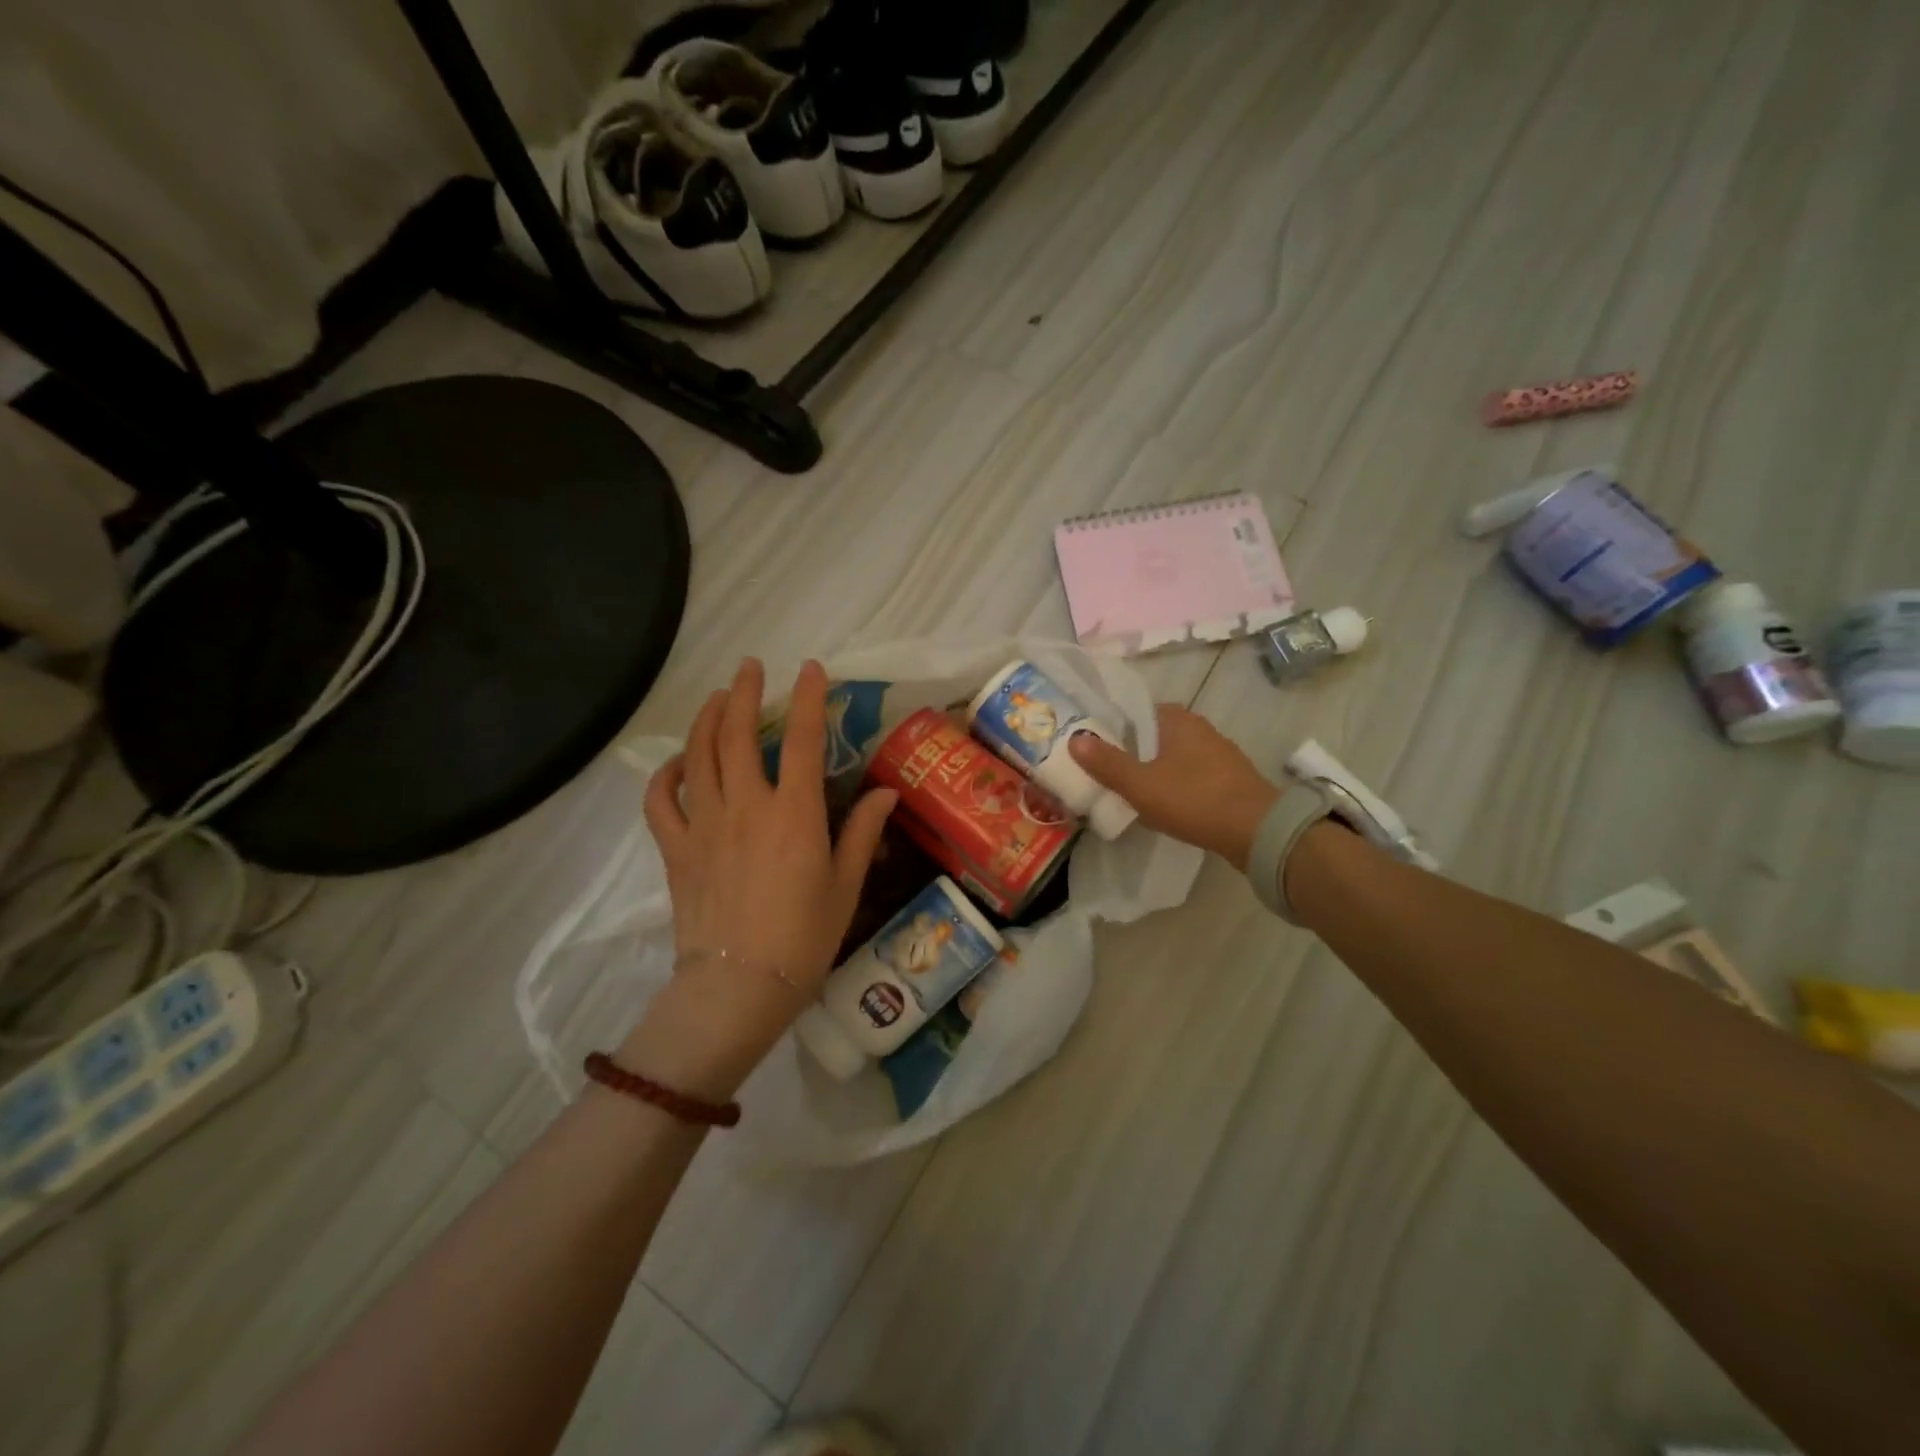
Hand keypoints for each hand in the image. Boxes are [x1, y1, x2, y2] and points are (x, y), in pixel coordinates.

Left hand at [630, 659, 896, 1097]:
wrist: (738, 988)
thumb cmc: (804, 939)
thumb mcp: (845, 886)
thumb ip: (862, 832)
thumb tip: (887, 792)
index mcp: (794, 813)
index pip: (801, 738)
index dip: (808, 698)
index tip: (811, 670)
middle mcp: (746, 806)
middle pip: (736, 732)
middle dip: (744, 691)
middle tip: (751, 667)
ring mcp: (704, 824)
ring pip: (698, 754)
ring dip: (706, 717)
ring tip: (717, 696)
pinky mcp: (676, 848)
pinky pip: (661, 800)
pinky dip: (666, 774)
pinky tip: (678, 762)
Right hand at [1068, 704, 1279, 869]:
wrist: (1257, 831)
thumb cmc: (1194, 799)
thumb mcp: (1140, 784)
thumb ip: (1106, 763)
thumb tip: (1074, 738)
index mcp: (1176, 719)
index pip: (1134, 711)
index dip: (1110, 726)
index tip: (1090, 745)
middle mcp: (1198, 728)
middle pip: (1151, 734)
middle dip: (1129, 750)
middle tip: (1102, 771)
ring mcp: (1217, 753)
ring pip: (1171, 756)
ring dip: (1151, 769)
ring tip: (1127, 790)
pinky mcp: (1228, 779)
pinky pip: (1189, 775)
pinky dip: (1173, 784)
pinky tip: (1162, 804)